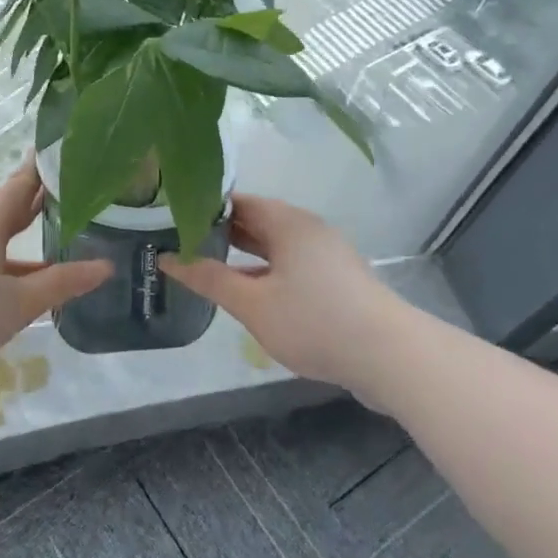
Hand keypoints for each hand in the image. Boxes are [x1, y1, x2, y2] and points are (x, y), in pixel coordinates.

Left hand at [0, 156, 110, 378]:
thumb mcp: (18, 303)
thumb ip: (61, 284)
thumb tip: (104, 267)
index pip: (21, 185)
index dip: (43, 169)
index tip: (63, 152)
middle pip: (6, 211)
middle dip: (36, 205)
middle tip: (69, 196)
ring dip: (20, 241)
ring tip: (51, 247)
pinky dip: (1, 263)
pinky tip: (13, 286)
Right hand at [160, 194, 392, 393]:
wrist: (390, 356)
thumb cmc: (315, 321)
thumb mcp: (252, 303)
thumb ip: (209, 278)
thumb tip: (167, 258)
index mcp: (287, 222)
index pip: (237, 200)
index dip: (203, 207)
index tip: (171, 219)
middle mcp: (306, 230)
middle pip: (255, 220)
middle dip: (218, 231)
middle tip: (178, 242)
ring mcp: (324, 255)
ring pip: (273, 245)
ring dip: (241, 254)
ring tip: (202, 264)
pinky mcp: (335, 280)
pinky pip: (288, 264)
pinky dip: (263, 270)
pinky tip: (244, 291)